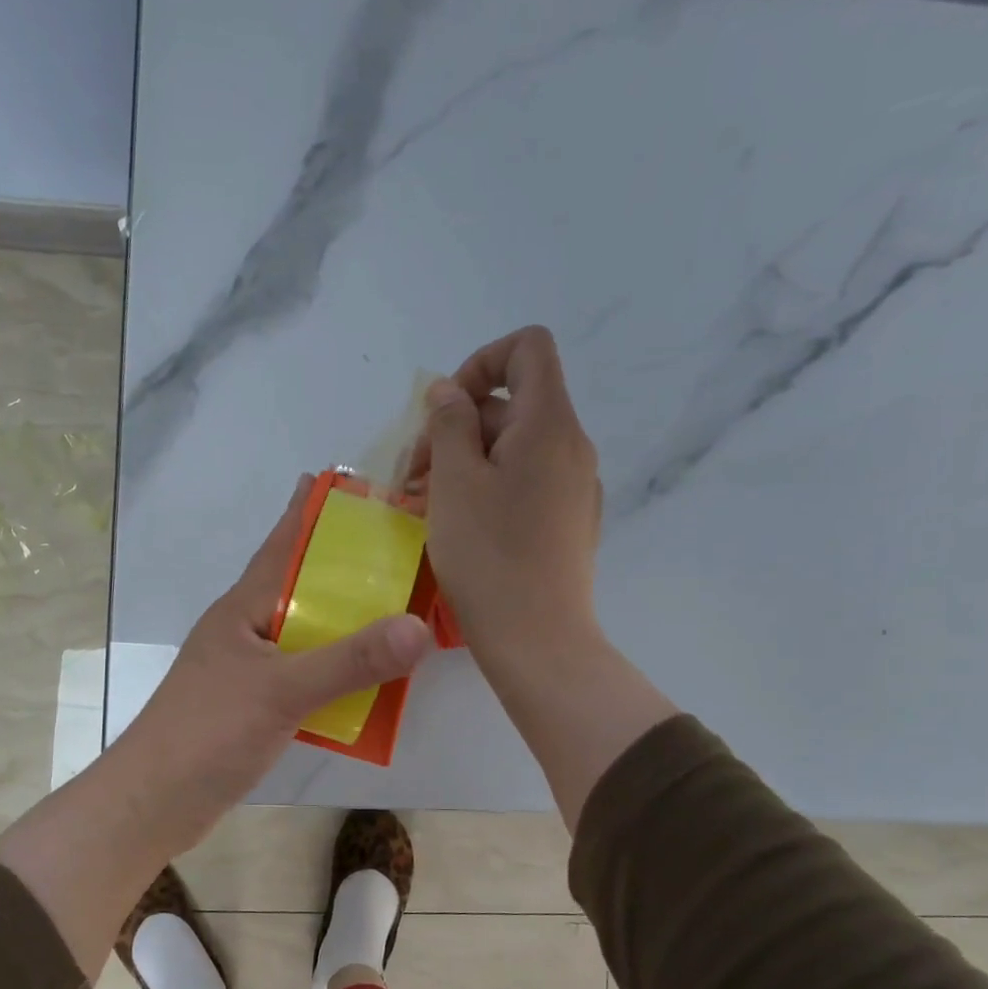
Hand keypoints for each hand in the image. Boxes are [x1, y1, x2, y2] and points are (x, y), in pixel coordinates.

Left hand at [113, 475, 434, 850]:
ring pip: (310, 634)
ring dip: (349, 624)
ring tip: (401, 610)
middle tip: (405, 552)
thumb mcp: (281, 691)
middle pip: (305, 587)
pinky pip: (309, 676)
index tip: (354, 483)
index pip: (284, 544)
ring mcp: (251, 670)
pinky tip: (374, 679)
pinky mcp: (257, 707)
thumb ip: (349, 661)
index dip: (314, 511)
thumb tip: (418, 627)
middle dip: (349, 569)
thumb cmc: (207, 733)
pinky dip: (341, 672)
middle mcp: (248, 630)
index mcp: (244, 608)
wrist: (155, 802)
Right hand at [415, 326, 602, 672]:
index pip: (527, 348)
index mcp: (549, 424)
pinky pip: (525, 484)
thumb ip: (449, 423)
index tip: (444, 411)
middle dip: (456, 427)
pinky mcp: (568, 523)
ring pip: (513, 449)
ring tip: (424, 504)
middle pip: (512, 404)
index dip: (480, 362)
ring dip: (465, 462)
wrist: (537, 640)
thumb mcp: (454, 481)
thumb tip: (449, 393)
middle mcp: (572, 446)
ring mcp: (574, 488)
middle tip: (413, 475)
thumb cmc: (489, 556)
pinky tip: (459, 526)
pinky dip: (489, 489)